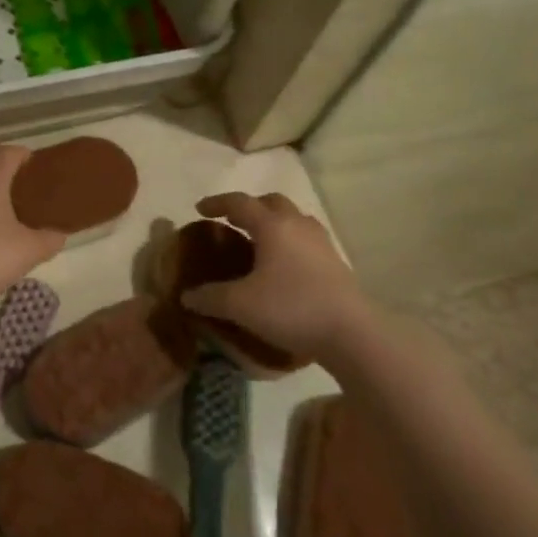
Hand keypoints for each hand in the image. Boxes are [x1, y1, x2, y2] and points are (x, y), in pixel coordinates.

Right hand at [181, 193, 375, 368]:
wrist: (351, 334)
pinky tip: (283, 265)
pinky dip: (289, 241)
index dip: (216, 203)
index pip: (239, 202)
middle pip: (271, 202)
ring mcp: (321, 242)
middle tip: (231, 222)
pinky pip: (306, 239)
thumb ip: (209, 297)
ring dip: (273, 222)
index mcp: (272, 226)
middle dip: (249, 207)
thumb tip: (186, 296)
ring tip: (258, 242)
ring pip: (293, 218)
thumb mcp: (240, 305)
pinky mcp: (335, 262)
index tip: (199, 209)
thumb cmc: (290, 308)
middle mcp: (297, 225)